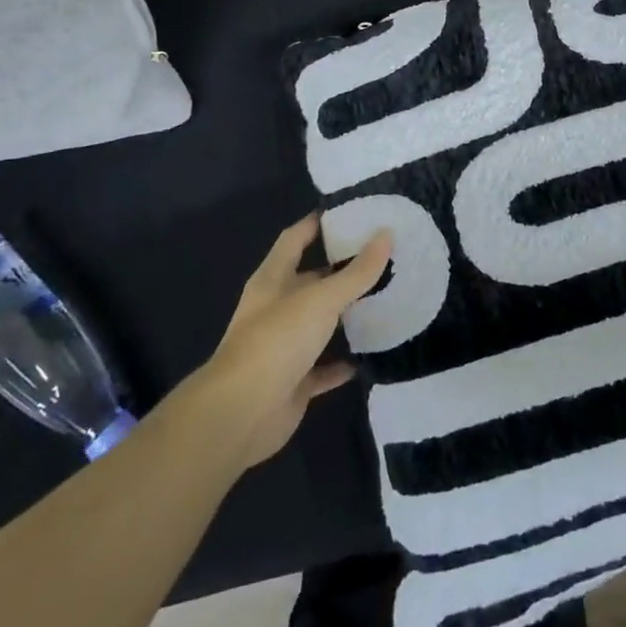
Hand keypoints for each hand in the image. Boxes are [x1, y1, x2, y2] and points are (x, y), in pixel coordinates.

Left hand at [200, 214, 392, 470]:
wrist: (239, 415)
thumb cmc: (276, 342)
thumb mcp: (321, 299)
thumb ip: (357, 271)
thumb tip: (386, 234)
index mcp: (273, 280)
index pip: (295, 239)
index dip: (317, 223)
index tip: (350, 210)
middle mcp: (276, 309)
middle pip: (310, 280)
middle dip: (340, 268)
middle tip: (383, 254)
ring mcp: (283, 347)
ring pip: (319, 323)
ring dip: (345, 315)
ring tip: (386, 298)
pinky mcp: (293, 382)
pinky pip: (323, 367)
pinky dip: (343, 362)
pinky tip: (371, 354)